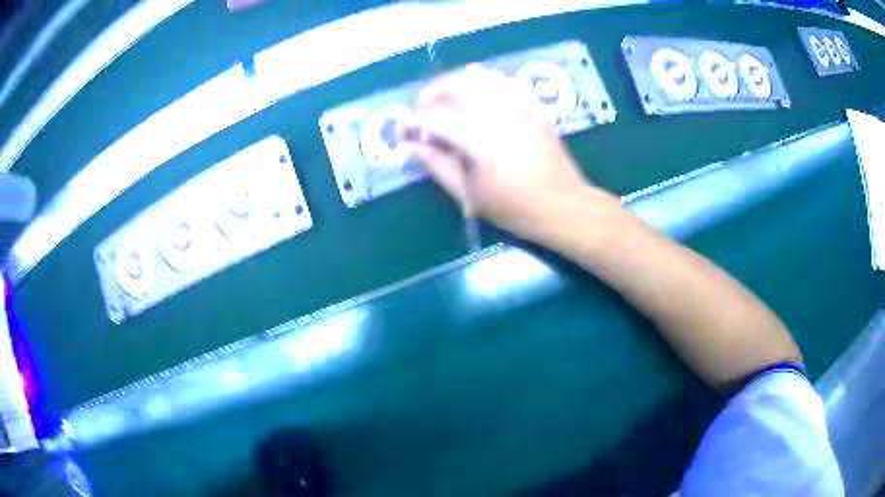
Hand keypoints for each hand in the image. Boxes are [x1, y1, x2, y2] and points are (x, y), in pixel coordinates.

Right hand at [403, 65, 609, 241]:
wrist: (562, 204)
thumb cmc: (514, 208)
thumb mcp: (469, 195)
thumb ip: (437, 165)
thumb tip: (409, 145)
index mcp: (480, 139)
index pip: (434, 117)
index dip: (413, 122)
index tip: (404, 133)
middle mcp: (498, 113)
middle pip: (454, 85)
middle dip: (430, 94)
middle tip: (422, 113)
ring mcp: (518, 105)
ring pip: (477, 76)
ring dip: (453, 83)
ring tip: (444, 100)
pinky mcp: (531, 105)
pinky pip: (503, 80)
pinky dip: (483, 79)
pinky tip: (475, 87)